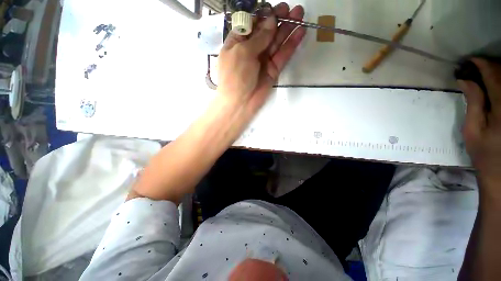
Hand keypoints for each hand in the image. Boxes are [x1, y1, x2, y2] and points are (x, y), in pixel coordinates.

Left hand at [217, 3, 305, 113]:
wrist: (240, 103)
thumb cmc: (235, 76)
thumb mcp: (243, 52)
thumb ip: (258, 37)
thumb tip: (271, 20)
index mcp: (238, 42)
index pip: (251, 24)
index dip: (262, 15)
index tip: (273, 8)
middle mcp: (251, 50)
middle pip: (266, 31)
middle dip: (278, 19)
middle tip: (291, 9)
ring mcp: (263, 60)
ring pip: (277, 41)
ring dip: (288, 28)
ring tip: (300, 14)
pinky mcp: (273, 70)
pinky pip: (283, 55)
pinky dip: (291, 44)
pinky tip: (300, 32)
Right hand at [459, 58, 500, 188]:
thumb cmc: (484, 153)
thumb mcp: (472, 130)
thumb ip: (473, 103)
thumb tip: (465, 80)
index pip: (493, 76)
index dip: (481, 65)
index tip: (469, 61)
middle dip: (490, 66)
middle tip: (474, 68)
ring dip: (498, 73)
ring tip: (484, 74)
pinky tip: (495, 84)